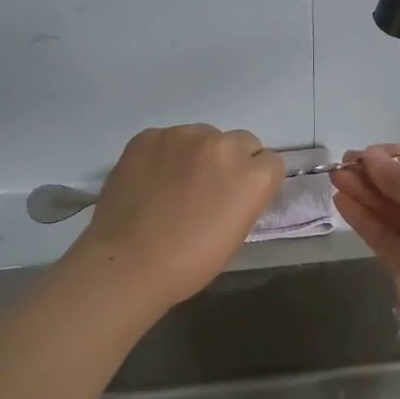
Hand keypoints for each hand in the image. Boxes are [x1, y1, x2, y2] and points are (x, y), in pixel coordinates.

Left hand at [67, 125, 284, 311]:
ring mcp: (183, 136)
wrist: (128, 262)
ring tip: (174, 184)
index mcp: (252, 175)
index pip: (271, 162)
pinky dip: (165, 155)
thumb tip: (235, 188)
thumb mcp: (235, 233)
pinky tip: (150, 180)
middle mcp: (223, 145)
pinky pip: (168, 139)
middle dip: (231, 161)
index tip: (240, 195)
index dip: (256, 179)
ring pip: (203, 136)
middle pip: (241, 141)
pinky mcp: (149, 136)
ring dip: (197, 154)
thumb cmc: (189, 262)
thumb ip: (244, 199)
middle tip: (210, 187)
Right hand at [330, 145, 399, 339]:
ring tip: (335, 176)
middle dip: (377, 175)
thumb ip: (397, 179)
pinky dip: (362, 217)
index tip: (373, 153)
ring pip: (390, 210)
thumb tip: (370, 156)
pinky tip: (341, 200)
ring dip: (364, 192)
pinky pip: (381, 233)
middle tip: (345, 162)